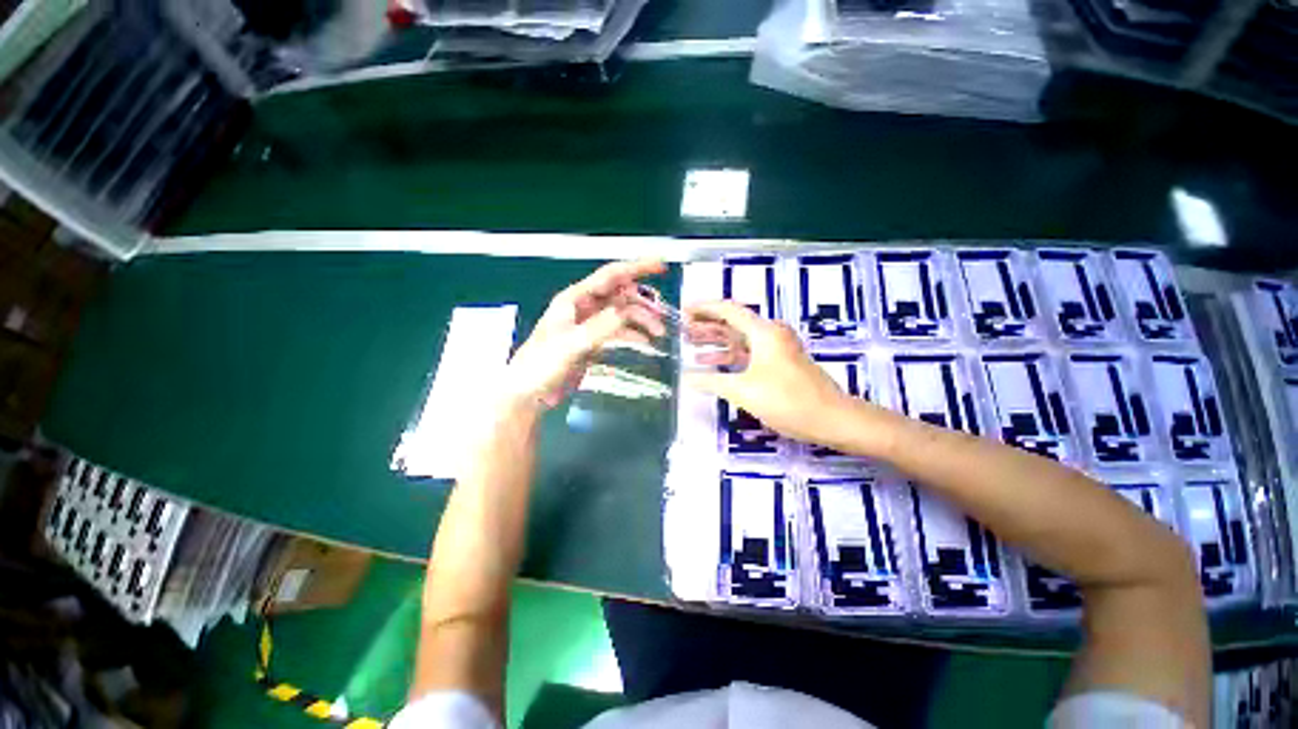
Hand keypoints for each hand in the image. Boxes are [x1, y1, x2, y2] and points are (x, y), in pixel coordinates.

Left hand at [504, 260, 666, 408]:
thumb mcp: (572, 344)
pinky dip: (633, 334)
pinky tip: (645, 342)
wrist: (529, 393)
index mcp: (575, 299)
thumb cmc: (542, 365)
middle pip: (620, 295)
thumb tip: (628, 312)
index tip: (661, 265)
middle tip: (662, 316)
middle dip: (642, 302)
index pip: (611, 276)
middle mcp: (584, 307)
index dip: (637, 267)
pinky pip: (618, 331)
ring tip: (658, 333)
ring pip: (622, 314)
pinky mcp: (593, 342)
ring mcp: (589, 325)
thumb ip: (600, 327)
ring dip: (640, 320)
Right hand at [683, 301, 854, 444]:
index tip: (683, 310)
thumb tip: (686, 377)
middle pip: (733, 323)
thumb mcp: (743, 390)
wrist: (832, 419)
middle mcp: (770, 334)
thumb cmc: (787, 399)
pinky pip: (748, 353)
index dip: (703, 307)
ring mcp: (776, 349)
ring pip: (740, 339)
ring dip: (716, 342)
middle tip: (682, 329)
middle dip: (707, 325)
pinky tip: (713, 364)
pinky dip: (730, 356)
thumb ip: (712, 381)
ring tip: (691, 345)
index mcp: (763, 332)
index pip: (727, 310)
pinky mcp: (779, 363)